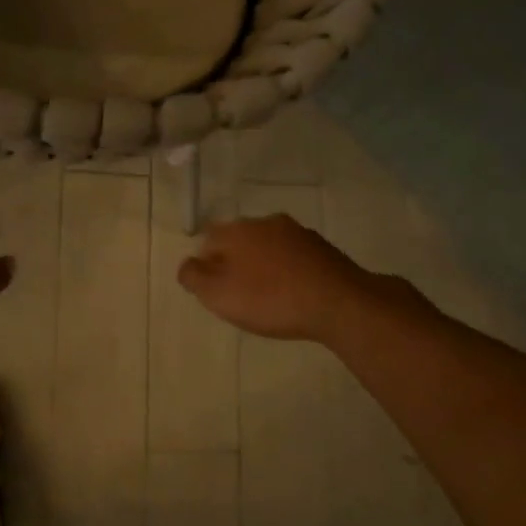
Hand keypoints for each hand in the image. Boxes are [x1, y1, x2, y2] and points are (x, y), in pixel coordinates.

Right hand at [178, 215, 383, 341]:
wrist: (339, 303)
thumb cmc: (270, 299)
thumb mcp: (218, 295)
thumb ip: (193, 277)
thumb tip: (187, 265)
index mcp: (236, 230)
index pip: (207, 238)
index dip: (205, 264)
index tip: (212, 289)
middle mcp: (264, 222)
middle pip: (238, 240)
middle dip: (234, 261)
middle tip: (237, 293)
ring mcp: (297, 232)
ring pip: (267, 246)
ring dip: (262, 265)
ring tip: (267, 295)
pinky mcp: (322, 247)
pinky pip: (293, 256)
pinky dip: (287, 270)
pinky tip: (293, 293)